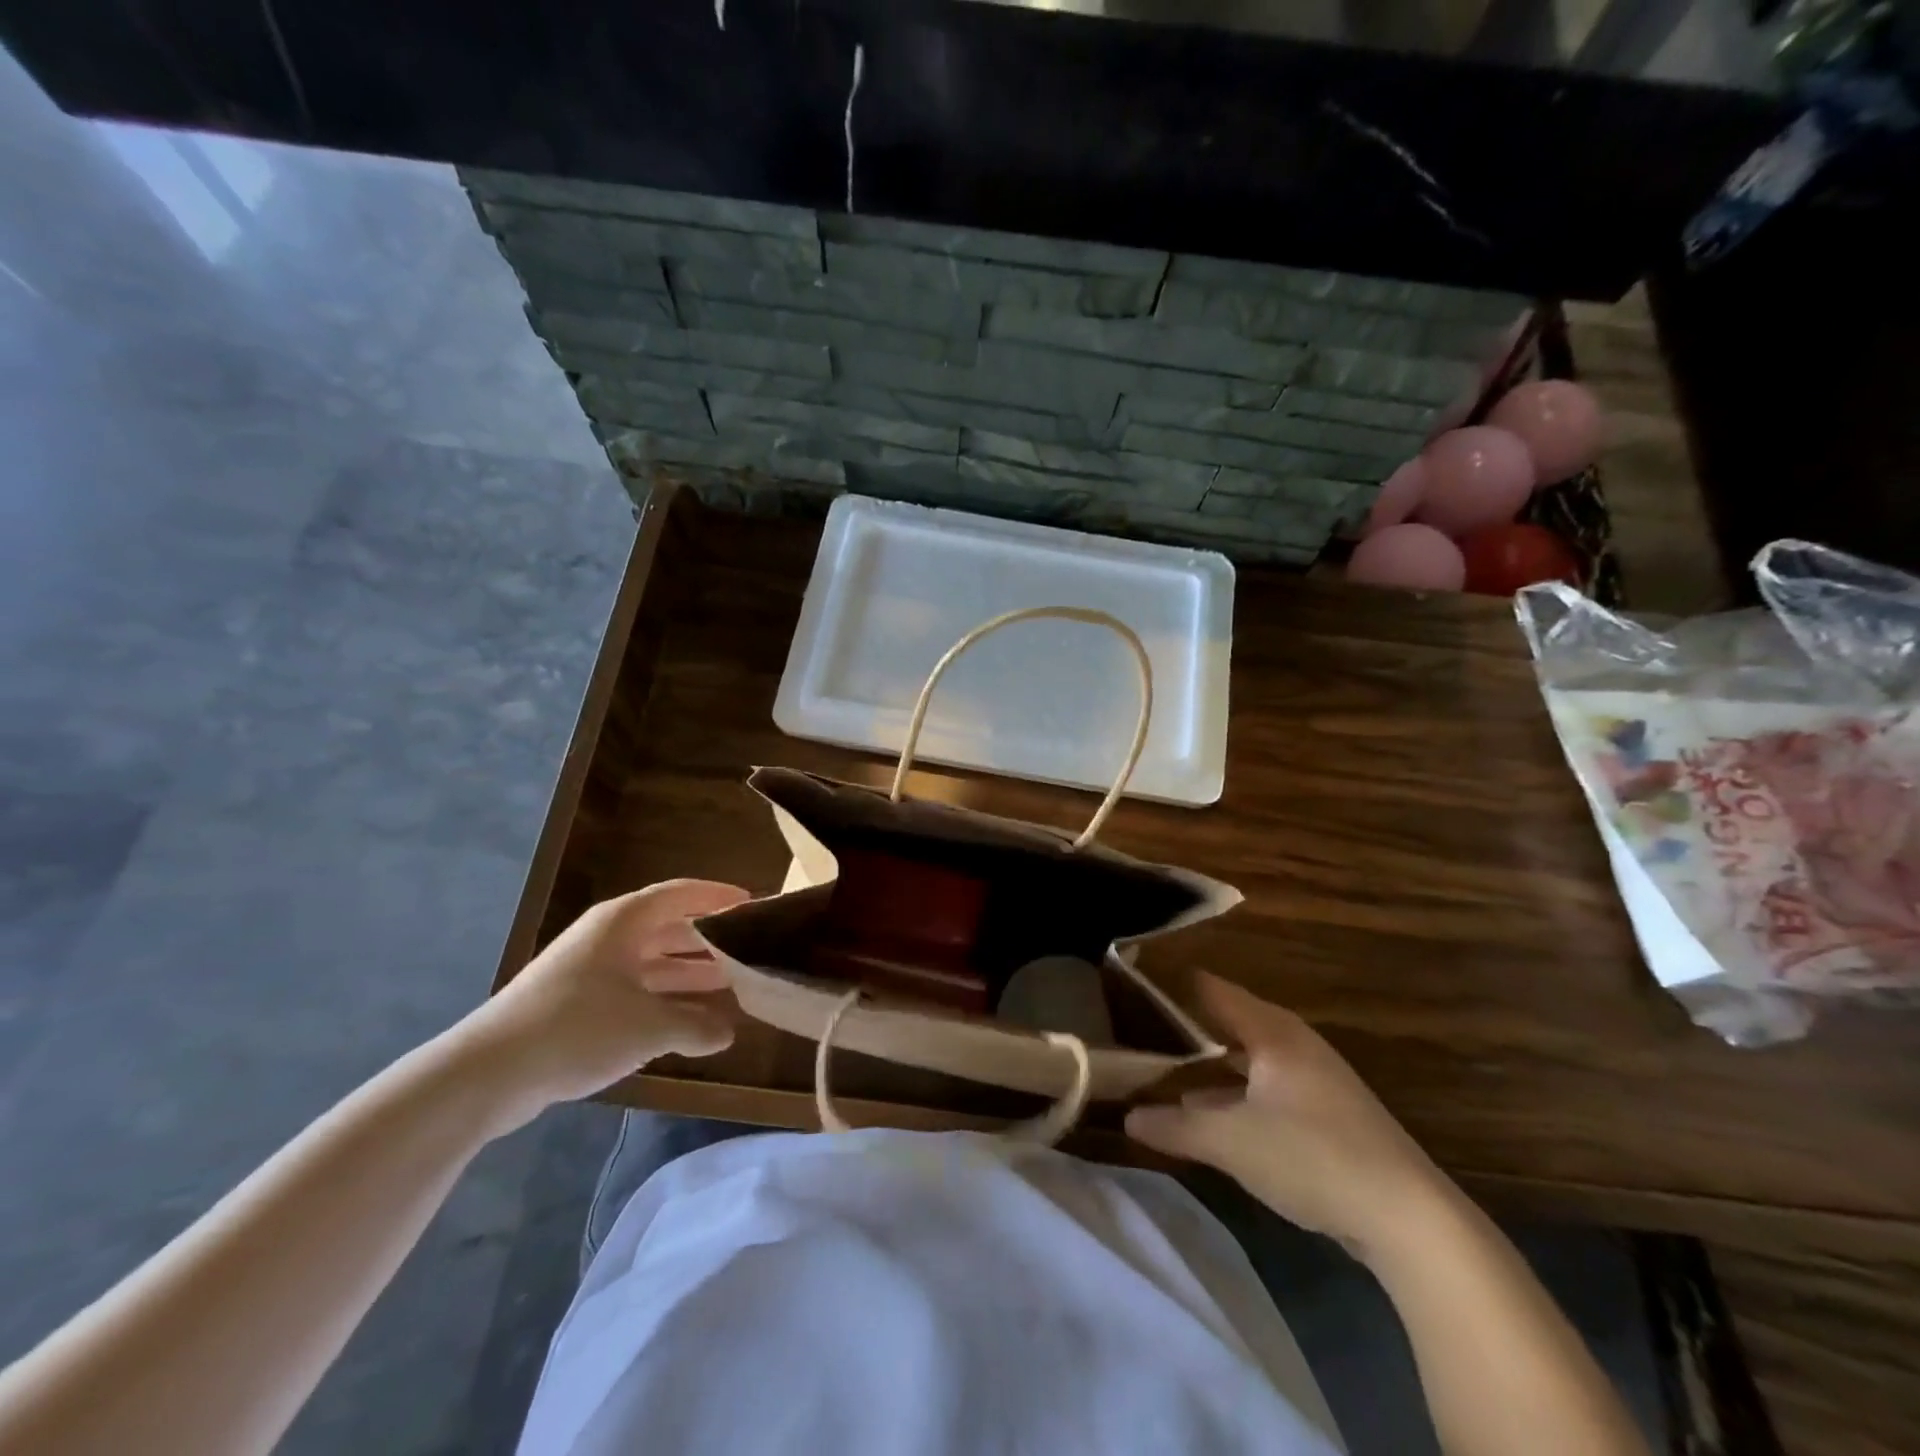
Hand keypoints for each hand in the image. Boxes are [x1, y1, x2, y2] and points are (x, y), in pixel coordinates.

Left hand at [458, 879, 749, 1124]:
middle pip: (669, 929)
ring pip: (653, 964)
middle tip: (749, 953)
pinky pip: (635, 992)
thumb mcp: (649, 1027)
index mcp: (624, 922)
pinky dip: (664, 1002)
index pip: (680, 894)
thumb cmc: (578, 1028)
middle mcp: (608, 938)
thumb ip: (697, 1027)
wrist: (488, 1073)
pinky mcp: (577, 1005)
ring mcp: (590, 972)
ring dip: (689, 975)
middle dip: (709, 942)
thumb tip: (728, 1032)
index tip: (752, 904)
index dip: (717, 896)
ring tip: (730, 988)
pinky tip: (689, 1022)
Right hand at [1125, 973, 1452, 1261]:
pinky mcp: (1324, 1116)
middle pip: (1226, 1022)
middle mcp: (1292, 1044)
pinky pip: (1263, 1088)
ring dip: (1205, 1066)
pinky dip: (1231, 1094)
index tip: (1126, 982)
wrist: (1410, 1221)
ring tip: (1158, 1070)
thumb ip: (1176, 1126)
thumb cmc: (1312, 1157)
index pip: (1209, 989)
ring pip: (1244, 1059)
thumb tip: (1127, 1118)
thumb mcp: (1231, 1141)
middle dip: (1181, 1028)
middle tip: (1132, 1028)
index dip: (1168, 983)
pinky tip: (1206, 1116)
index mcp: (1271, 1031)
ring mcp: (1312, 1080)